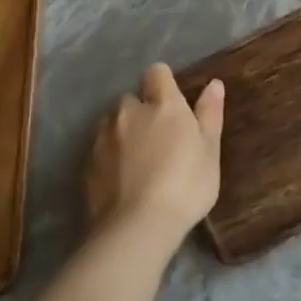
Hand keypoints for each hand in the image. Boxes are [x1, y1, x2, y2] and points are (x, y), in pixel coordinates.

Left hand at [84, 64, 223, 245]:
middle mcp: (128, 112)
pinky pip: (100, 150)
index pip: (157, 72)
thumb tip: (214, 84)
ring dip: (123, 132)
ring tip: (138, 160)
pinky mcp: (87, 166)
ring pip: (112, 123)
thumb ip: (209, 114)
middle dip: (141, 110)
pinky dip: (110, 158)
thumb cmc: (185, 184)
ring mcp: (103, 139)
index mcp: (162, 104)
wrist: (137, 228)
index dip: (164, 83)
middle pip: (131, 98)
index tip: (174, 103)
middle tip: (159, 137)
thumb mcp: (210, 150)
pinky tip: (122, 180)